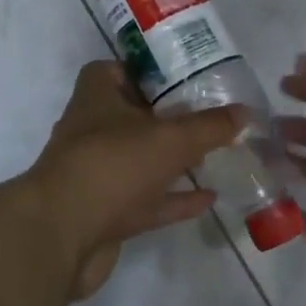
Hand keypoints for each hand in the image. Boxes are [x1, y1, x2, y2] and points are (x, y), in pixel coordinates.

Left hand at [24, 61, 241, 297]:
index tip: (177, 75)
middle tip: (206, 115)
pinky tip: (208, 197)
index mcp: (96, 98)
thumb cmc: (112, 164)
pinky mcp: (104, 214)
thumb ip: (208, 126)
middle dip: (165, 117)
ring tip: (213, 155)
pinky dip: (174, 199)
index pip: (111, 70)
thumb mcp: (169, 138)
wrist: (61, 235)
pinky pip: (146, 201)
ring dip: (171, 160)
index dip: (141, 70)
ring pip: (139, 161)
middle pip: (130, 117)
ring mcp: (97, 175)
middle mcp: (91, 132)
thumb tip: (244, 111)